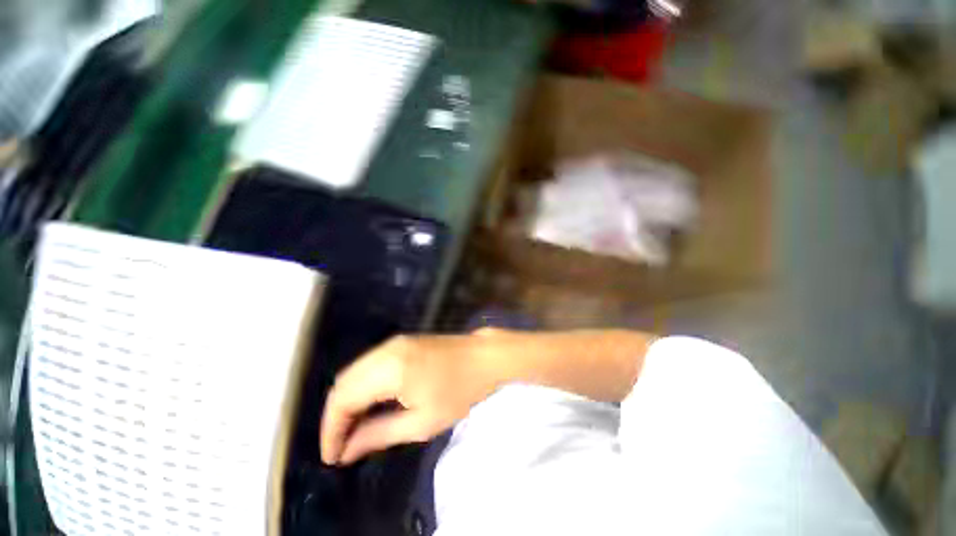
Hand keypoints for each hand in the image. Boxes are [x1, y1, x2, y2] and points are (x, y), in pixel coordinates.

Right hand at [320, 332, 502, 465]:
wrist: (485, 357)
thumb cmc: (460, 391)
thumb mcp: (423, 421)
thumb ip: (380, 434)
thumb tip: (347, 450)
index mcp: (390, 369)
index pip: (343, 399)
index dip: (331, 430)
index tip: (332, 457)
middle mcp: (386, 350)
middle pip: (343, 383)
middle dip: (336, 416)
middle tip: (342, 445)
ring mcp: (394, 342)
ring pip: (354, 372)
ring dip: (348, 400)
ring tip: (354, 429)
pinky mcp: (402, 341)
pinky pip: (370, 364)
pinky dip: (362, 385)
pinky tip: (370, 403)